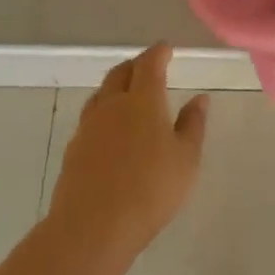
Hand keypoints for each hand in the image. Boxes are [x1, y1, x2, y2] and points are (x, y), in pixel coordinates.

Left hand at [44, 44, 207, 269]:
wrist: (93, 226)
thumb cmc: (151, 189)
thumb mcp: (186, 159)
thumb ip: (193, 125)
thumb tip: (200, 98)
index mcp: (143, 101)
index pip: (149, 65)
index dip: (158, 53)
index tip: (166, 48)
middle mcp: (112, 105)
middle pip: (120, 73)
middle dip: (136, 65)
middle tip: (149, 66)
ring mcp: (89, 126)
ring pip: (102, 93)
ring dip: (117, 85)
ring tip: (129, 92)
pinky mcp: (74, 148)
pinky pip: (92, 116)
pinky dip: (105, 110)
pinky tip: (112, 127)